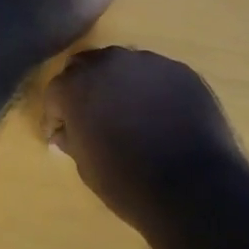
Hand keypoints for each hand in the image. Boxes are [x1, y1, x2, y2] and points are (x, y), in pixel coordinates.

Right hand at [43, 47, 248, 230]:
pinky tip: (162, 115)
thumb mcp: (86, 166)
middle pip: (88, 66)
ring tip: (131, 114)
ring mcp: (149, 62)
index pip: (56, 90)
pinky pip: (157, 75)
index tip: (61, 133)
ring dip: (120, 84)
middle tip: (93, 116)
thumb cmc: (127, 182)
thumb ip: (73, 138)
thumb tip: (67, 131)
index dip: (56, 114)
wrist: (192, 186)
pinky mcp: (181, 70)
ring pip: (124, 66)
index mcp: (78, 85)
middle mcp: (110, 62)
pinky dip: (152, 90)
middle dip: (85, 88)